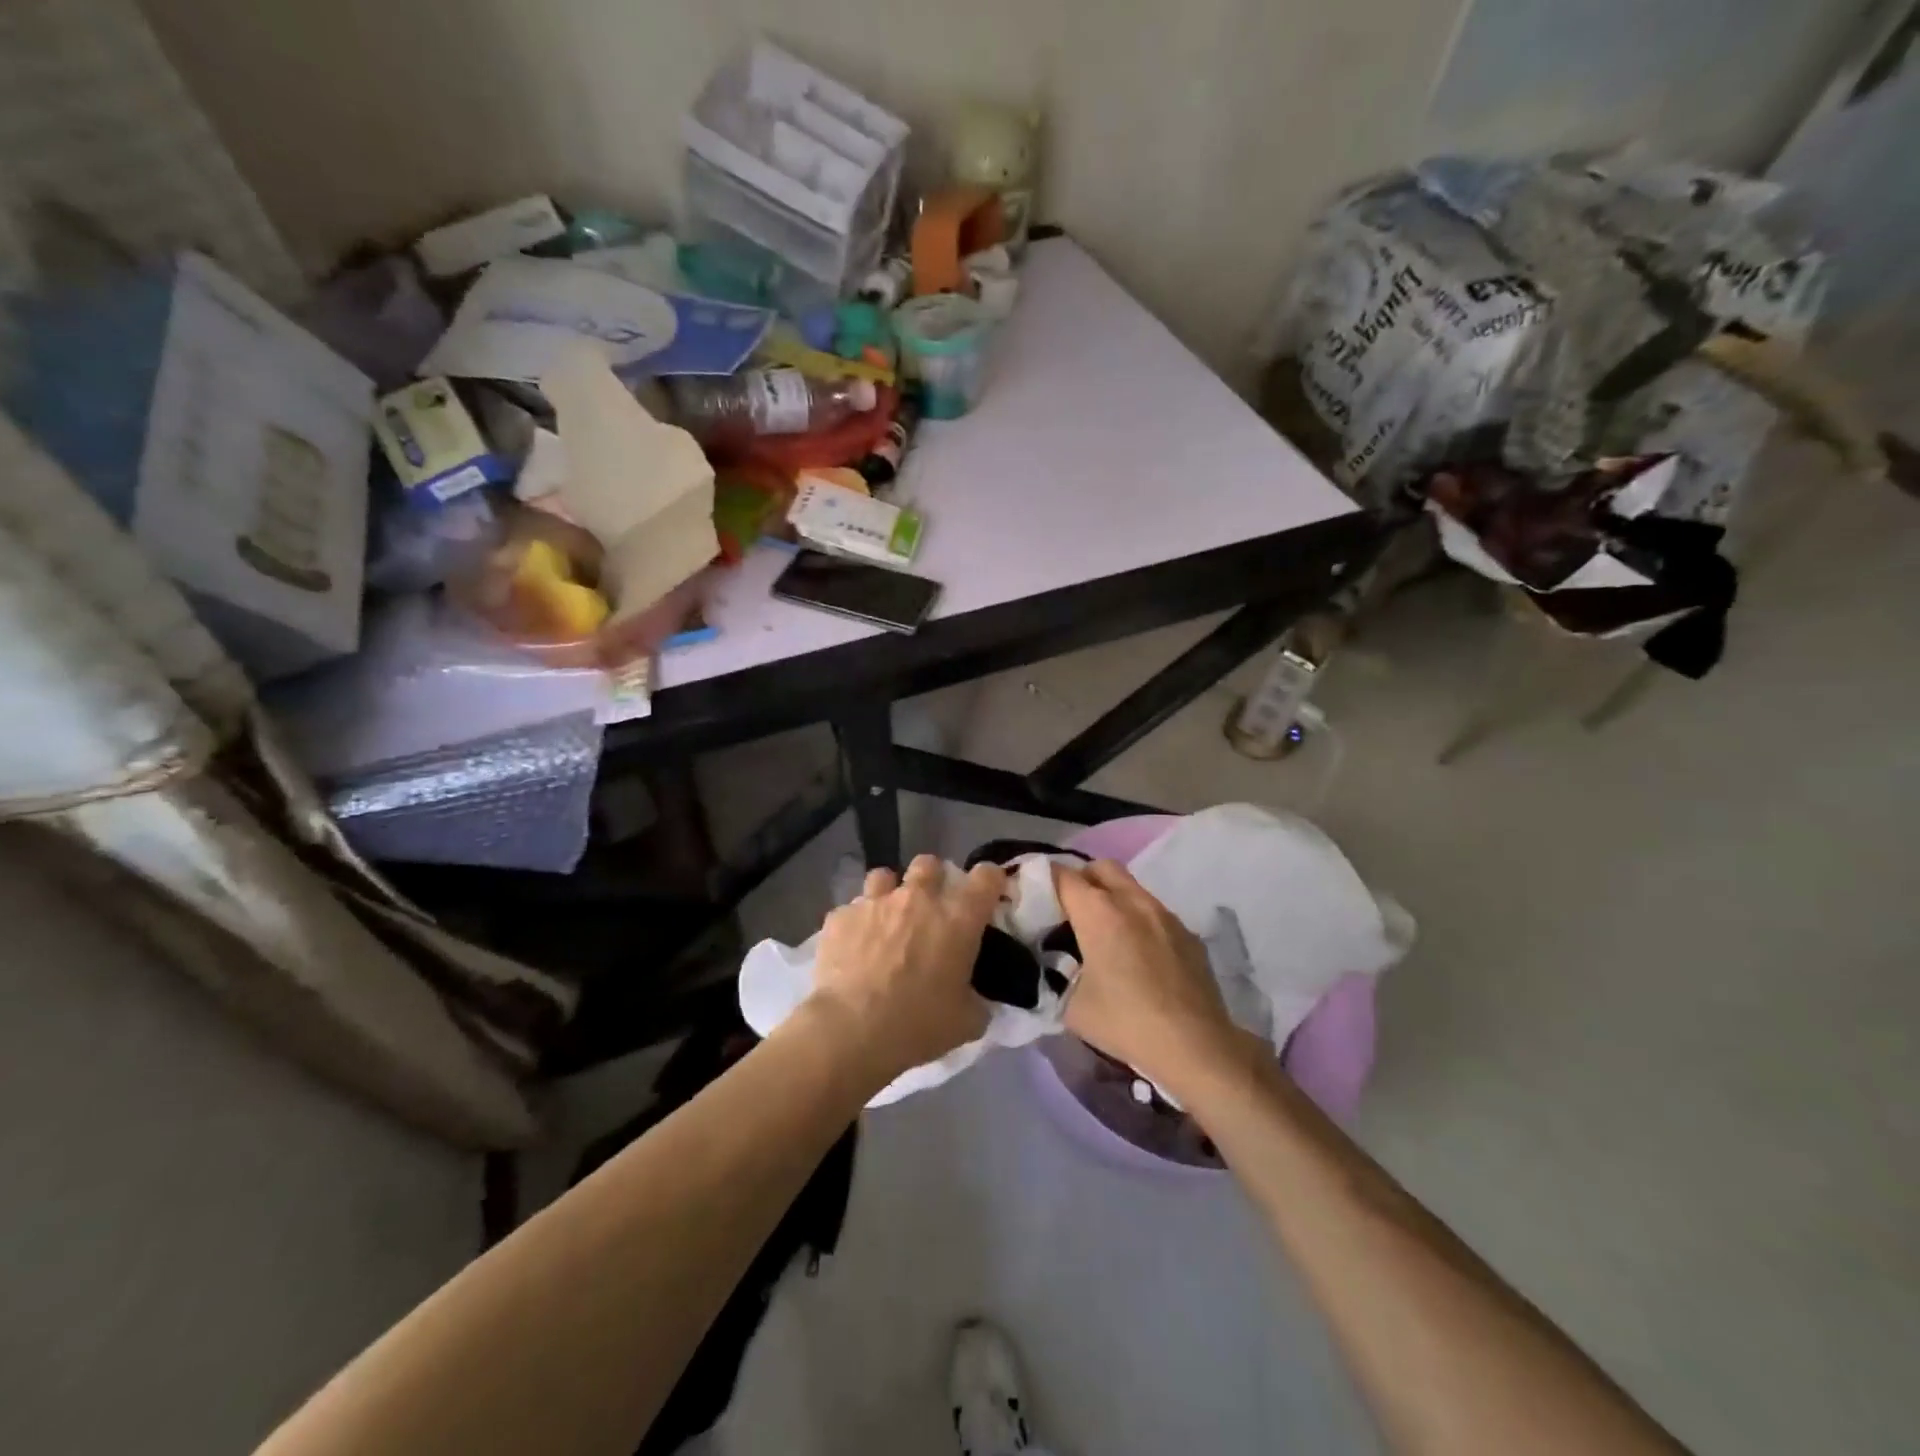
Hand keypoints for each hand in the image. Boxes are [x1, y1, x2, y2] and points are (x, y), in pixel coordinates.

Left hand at [806, 854, 1004, 1089]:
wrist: (851, 1030)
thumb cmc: (918, 1024)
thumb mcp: (966, 1022)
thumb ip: (977, 1001)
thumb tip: (976, 1000)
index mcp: (957, 918)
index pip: (986, 876)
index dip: (989, 880)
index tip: (987, 893)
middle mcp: (918, 898)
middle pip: (929, 864)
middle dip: (932, 879)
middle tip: (930, 907)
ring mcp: (875, 903)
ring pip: (884, 876)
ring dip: (889, 892)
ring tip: (886, 919)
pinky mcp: (840, 917)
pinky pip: (851, 910)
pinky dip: (855, 923)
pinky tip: (852, 947)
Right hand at [1056, 859, 1245, 1097]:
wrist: (1195, 1046)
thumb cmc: (1125, 1022)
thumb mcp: (1071, 1006)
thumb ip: (1054, 975)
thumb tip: (1050, 966)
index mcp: (1099, 912)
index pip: (1063, 876)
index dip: (1043, 881)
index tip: (1034, 898)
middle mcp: (1132, 901)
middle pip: (1101, 867)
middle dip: (1081, 879)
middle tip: (1069, 909)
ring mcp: (1164, 914)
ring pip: (1131, 887)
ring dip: (1112, 898)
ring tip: (1103, 933)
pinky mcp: (1187, 933)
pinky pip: (1154, 912)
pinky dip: (1138, 920)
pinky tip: (1137, 955)